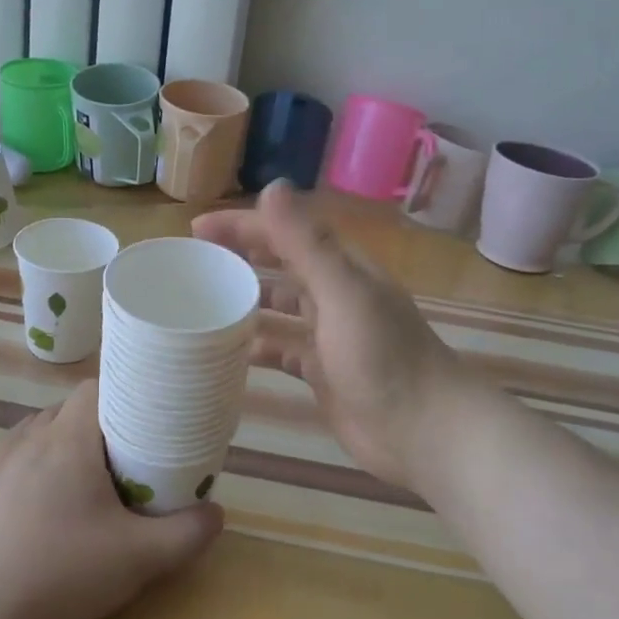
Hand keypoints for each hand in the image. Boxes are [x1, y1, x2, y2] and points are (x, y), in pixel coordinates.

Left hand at [0, 381, 222, 618]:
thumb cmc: (64, 574)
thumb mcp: (140, 558)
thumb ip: (187, 533)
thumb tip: (217, 513)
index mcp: (69, 439)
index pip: (95, 387)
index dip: (122, 393)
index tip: (143, 417)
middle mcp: (31, 437)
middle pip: (70, 408)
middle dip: (99, 422)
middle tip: (125, 455)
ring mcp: (0, 462)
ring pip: (41, 429)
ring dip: (65, 440)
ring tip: (87, 475)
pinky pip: (16, 454)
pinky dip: (36, 462)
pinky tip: (46, 499)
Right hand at [194, 181, 467, 493]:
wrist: (424, 432)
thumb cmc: (383, 356)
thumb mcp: (343, 292)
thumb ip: (306, 242)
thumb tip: (272, 186)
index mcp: (341, 268)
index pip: (285, 232)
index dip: (243, 225)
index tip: (198, 229)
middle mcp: (334, 294)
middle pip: (280, 265)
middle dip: (240, 257)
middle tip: (194, 262)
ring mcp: (328, 335)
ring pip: (279, 308)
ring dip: (246, 301)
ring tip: (202, 304)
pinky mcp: (322, 372)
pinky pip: (282, 349)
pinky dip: (258, 346)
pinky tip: (227, 351)